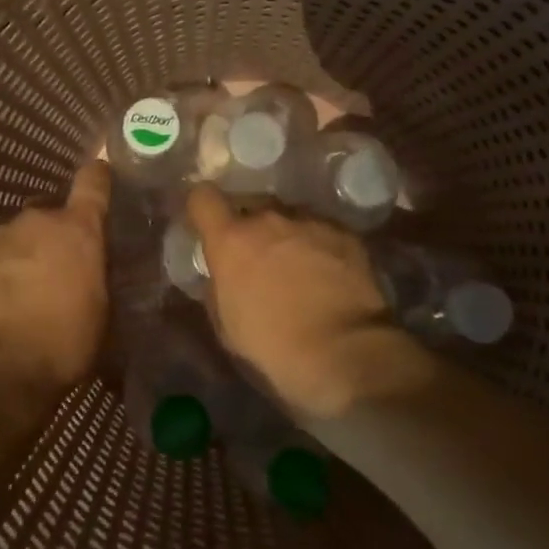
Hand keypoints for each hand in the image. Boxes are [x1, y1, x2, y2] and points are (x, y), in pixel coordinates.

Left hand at [0, 161, 111, 392]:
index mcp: (77, 231)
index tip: (99, 176)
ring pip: (10, 240)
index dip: (97, 178)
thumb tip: (90, 269)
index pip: (93, 183)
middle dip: (50, 238)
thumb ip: (94, 276)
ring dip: (16, 258)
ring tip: (15, 295)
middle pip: (46, 217)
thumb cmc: (61, 345)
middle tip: (52, 271)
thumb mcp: (99, 313)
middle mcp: (34, 222)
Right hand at [186, 184, 422, 418]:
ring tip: (299, 268)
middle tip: (258, 257)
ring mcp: (310, 222)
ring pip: (289, 218)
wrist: (343, 351)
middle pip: (251, 205)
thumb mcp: (227, 323)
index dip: (204, 209)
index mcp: (231, 240)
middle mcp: (269, 219)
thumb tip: (223, 273)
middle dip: (251, 227)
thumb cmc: (274, 345)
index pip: (203, 198)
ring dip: (287, 236)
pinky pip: (322, 231)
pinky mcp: (345, 233)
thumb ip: (219, 286)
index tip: (209, 225)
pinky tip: (329, 274)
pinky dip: (320, 246)